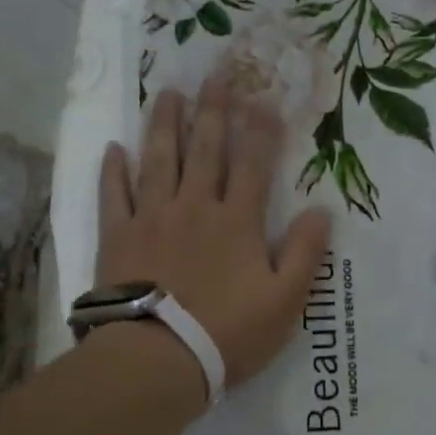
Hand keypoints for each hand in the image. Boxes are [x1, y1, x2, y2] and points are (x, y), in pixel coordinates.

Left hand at [97, 79, 331, 393]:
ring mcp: (151, 218)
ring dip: (165, 125)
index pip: (253, 165)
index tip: (264, 100)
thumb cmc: (227, 333)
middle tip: (215, 76)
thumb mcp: (285, 301)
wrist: (158, 358)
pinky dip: (113, 171)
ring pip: (159, 160)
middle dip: (213, 111)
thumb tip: (322, 210)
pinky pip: (113, 195)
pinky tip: (114, 149)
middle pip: (205, 150)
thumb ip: (306, 253)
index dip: (261, 131)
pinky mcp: (118, 237)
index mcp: (237, 222)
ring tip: (169, 93)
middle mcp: (195, 207)